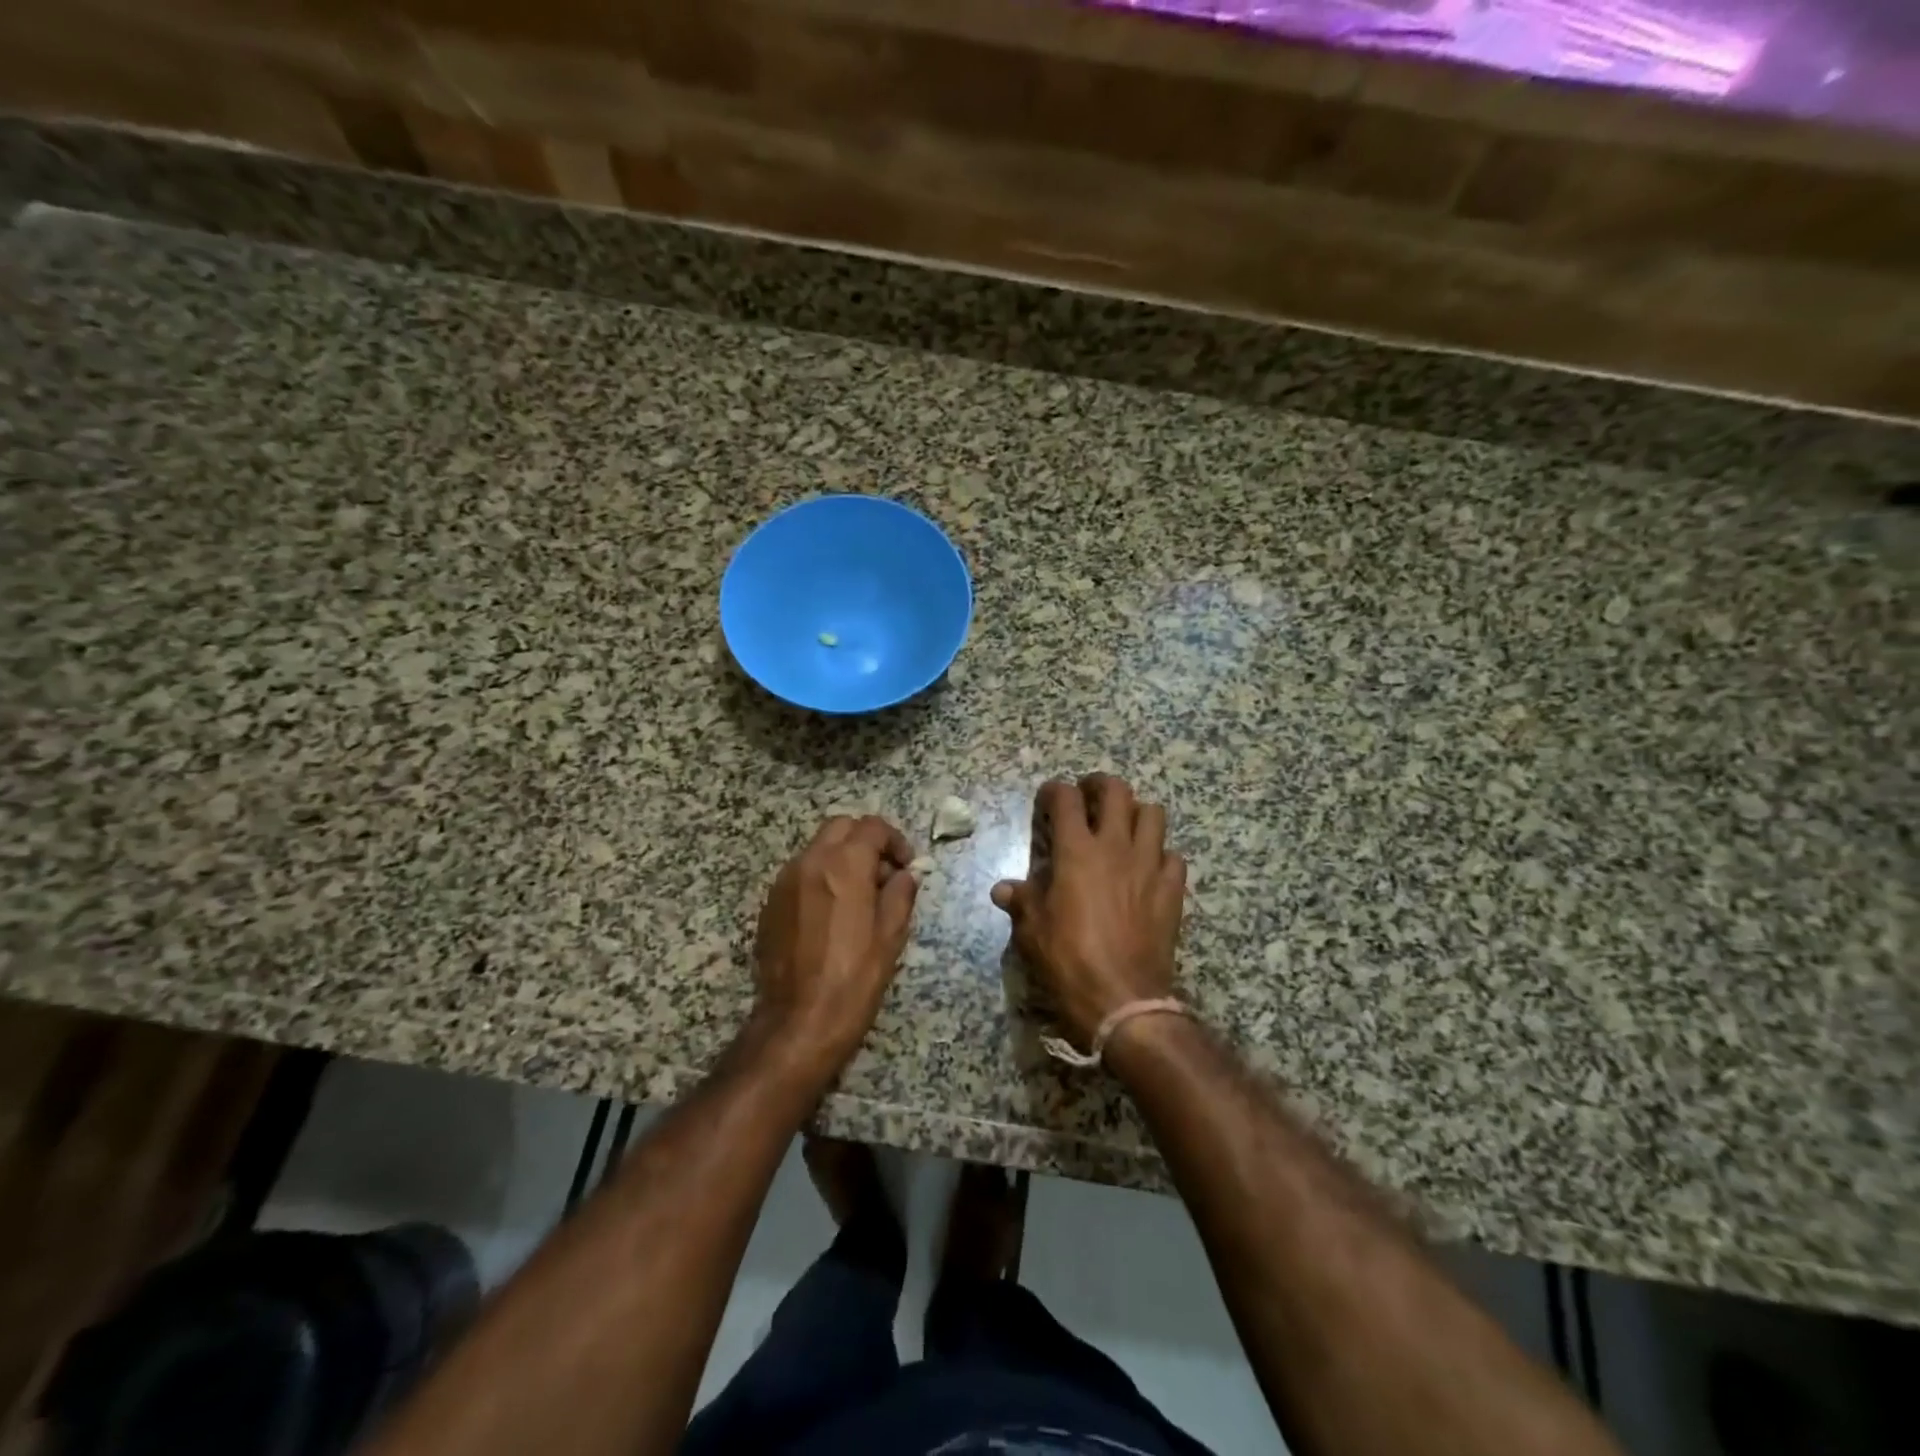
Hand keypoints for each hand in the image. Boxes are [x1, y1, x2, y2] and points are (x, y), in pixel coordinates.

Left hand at [752, 815, 919, 1073]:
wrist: (798, 1021)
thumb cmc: (854, 978)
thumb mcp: (891, 936)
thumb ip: (900, 894)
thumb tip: (905, 875)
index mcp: (844, 865)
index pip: (872, 827)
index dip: (894, 840)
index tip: (905, 866)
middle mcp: (810, 862)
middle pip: (840, 827)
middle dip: (865, 841)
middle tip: (883, 873)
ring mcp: (784, 882)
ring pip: (818, 848)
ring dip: (842, 858)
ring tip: (859, 895)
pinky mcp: (770, 904)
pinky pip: (800, 873)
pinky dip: (821, 877)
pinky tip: (832, 913)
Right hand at [991, 775, 1185, 1048]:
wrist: (1123, 999)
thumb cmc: (1069, 961)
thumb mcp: (1033, 932)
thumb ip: (1021, 901)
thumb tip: (1002, 889)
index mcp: (1076, 851)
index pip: (1065, 799)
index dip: (1054, 790)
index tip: (1048, 797)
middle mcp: (1115, 847)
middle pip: (1116, 791)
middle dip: (1099, 785)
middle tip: (1089, 795)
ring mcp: (1149, 865)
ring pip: (1153, 813)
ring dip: (1136, 812)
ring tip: (1123, 825)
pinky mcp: (1172, 889)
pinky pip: (1173, 856)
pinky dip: (1160, 854)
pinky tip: (1149, 867)